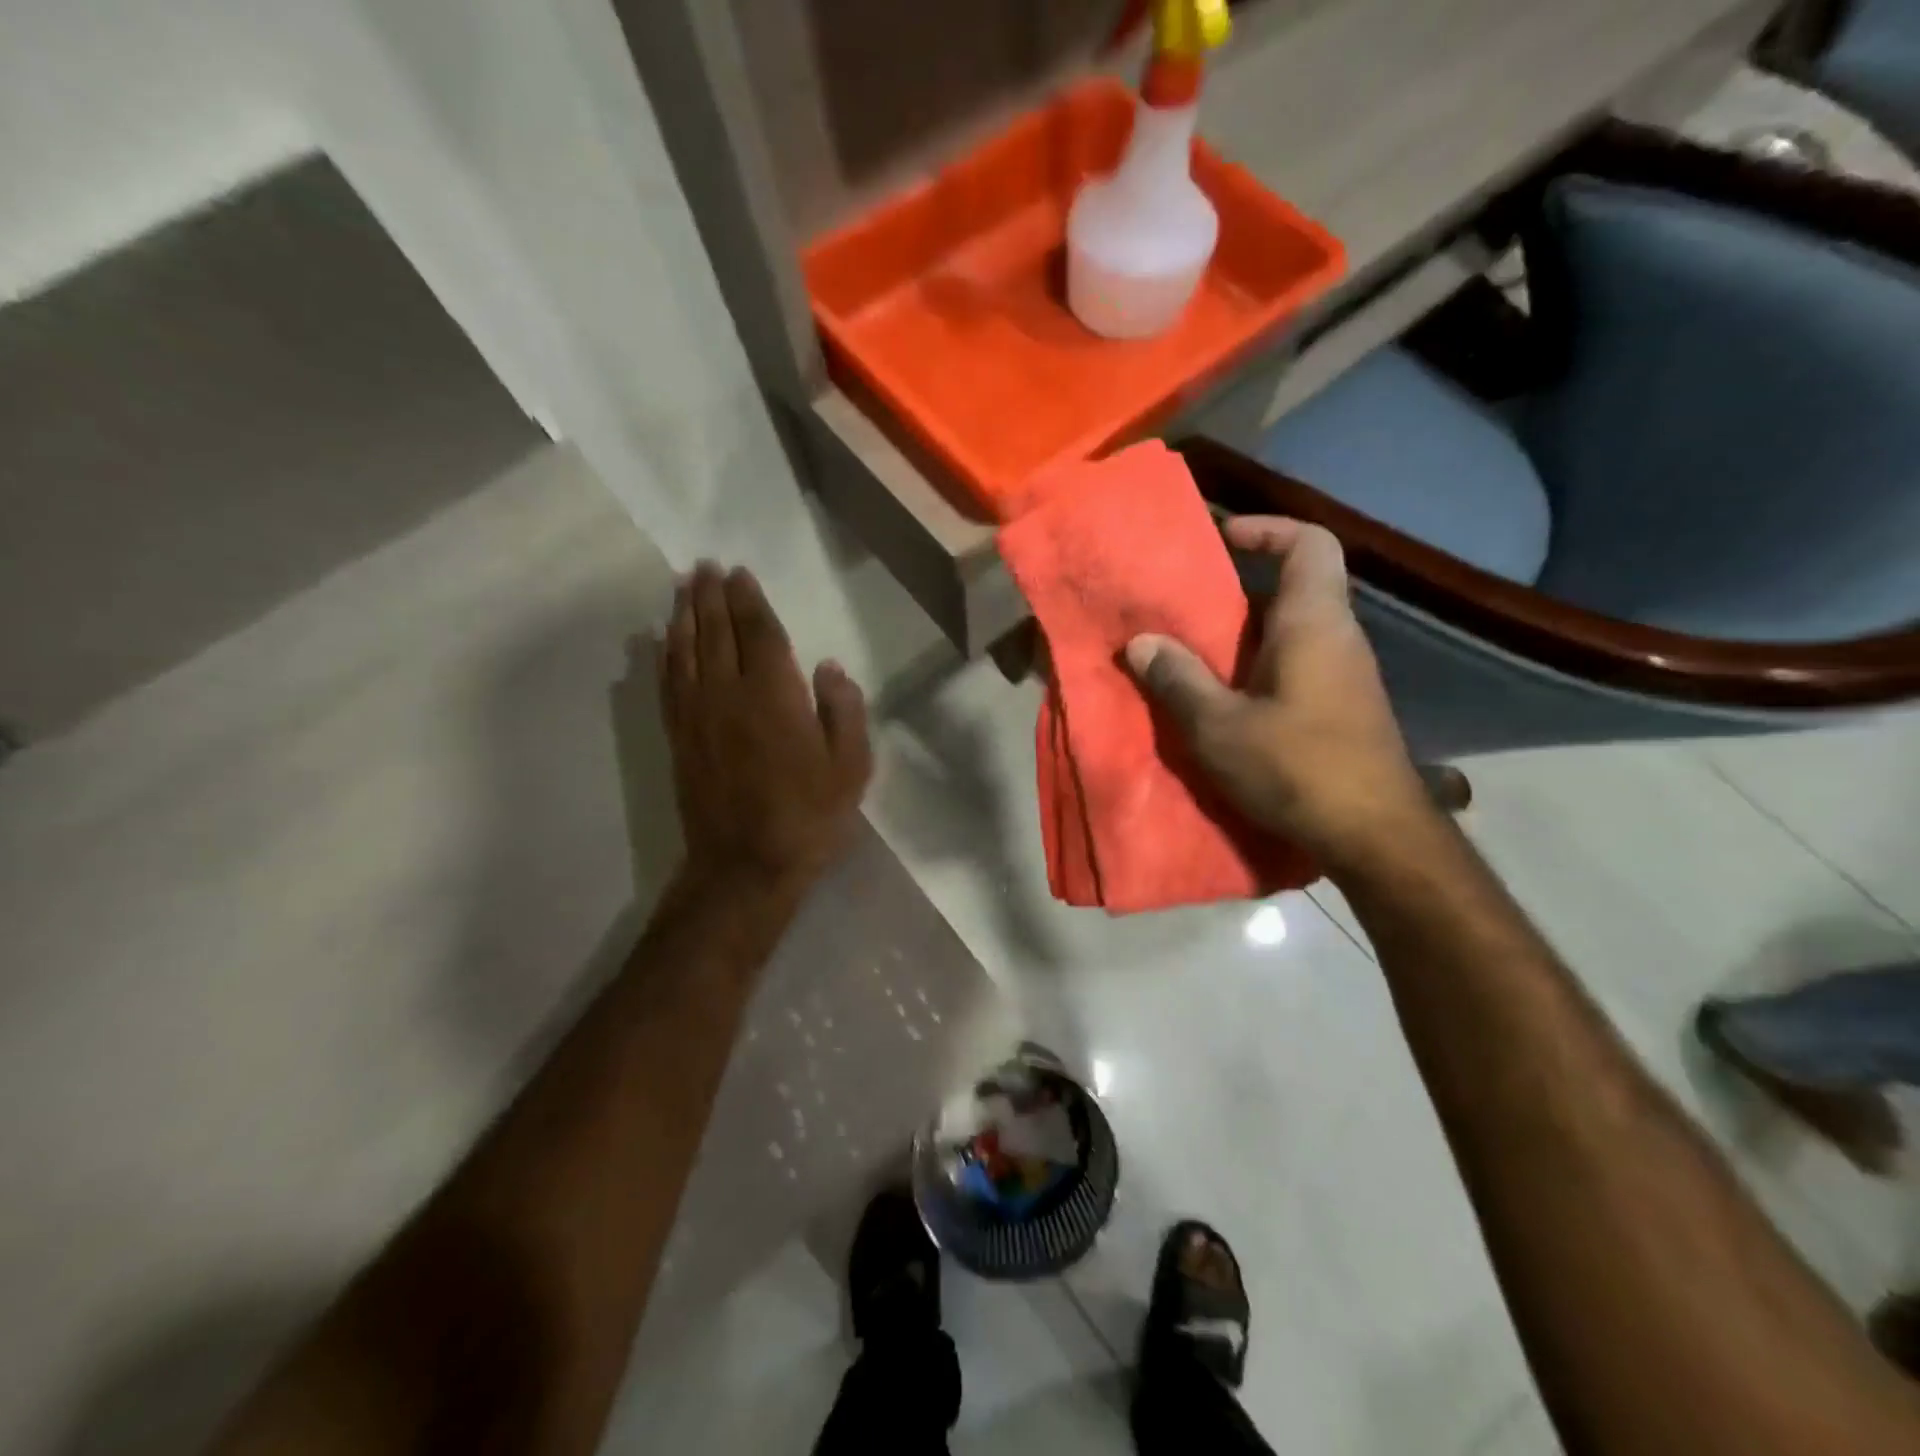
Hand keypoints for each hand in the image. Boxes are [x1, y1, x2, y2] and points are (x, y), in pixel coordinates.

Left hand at [659, 562, 871, 890]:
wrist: (745, 865)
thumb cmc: (808, 816)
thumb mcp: (850, 767)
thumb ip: (844, 711)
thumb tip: (829, 667)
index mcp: (774, 695)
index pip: (758, 632)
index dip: (748, 600)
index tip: (739, 574)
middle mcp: (728, 694)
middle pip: (715, 632)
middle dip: (710, 596)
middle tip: (705, 566)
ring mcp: (697, 715)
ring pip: (685, 651)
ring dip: (683, 615)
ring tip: (683, 587)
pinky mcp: (679, 738)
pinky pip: (668, 684)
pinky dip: (664, 654)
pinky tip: (663, 640)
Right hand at [1125, 517, 1431, 871]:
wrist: (1375, 836)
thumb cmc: (1298, 768)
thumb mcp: (1219, 727)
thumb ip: (1177, 680)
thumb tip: (1141, 642)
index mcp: (1313, 623)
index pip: (1309, 544)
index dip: (1268, 529)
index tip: (1223, 539)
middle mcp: (1337, 637)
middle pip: (1295, 587)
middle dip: (1239, 591)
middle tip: (1186, 608)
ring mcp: (1345, 675)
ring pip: (1292, 632)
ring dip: (1244, 636)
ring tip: (1192, 656)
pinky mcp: (1343, 709)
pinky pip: (1296, 666)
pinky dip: (1258, 669)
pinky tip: (1224, 702)